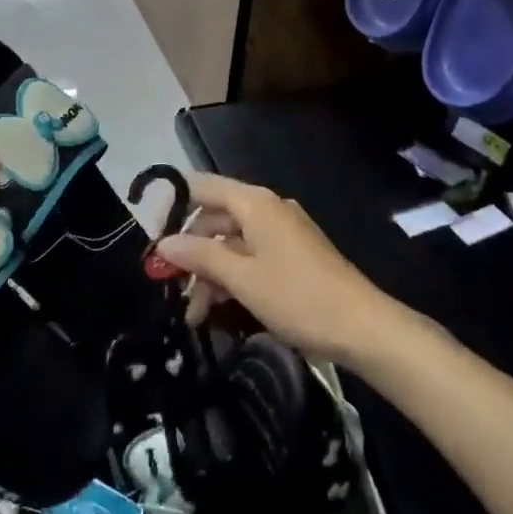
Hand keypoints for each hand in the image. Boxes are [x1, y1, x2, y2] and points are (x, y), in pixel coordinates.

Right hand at [155, 172, 397, 363]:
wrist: (361, 326)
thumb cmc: (297, 296)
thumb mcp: (241, 278)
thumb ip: (199, 257)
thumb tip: (163, 244)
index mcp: (256, 203)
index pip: (204, 187)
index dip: (174, 205)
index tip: (151, 236)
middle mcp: (268, 210)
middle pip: (216, 219)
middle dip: (190, 252)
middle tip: (168, 288)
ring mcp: (282, 234)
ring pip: (232, 243)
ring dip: (210, 274)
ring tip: (194, 315)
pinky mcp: (292, 257)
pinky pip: (251, 257)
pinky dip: (232, 278)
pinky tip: (218, 309)